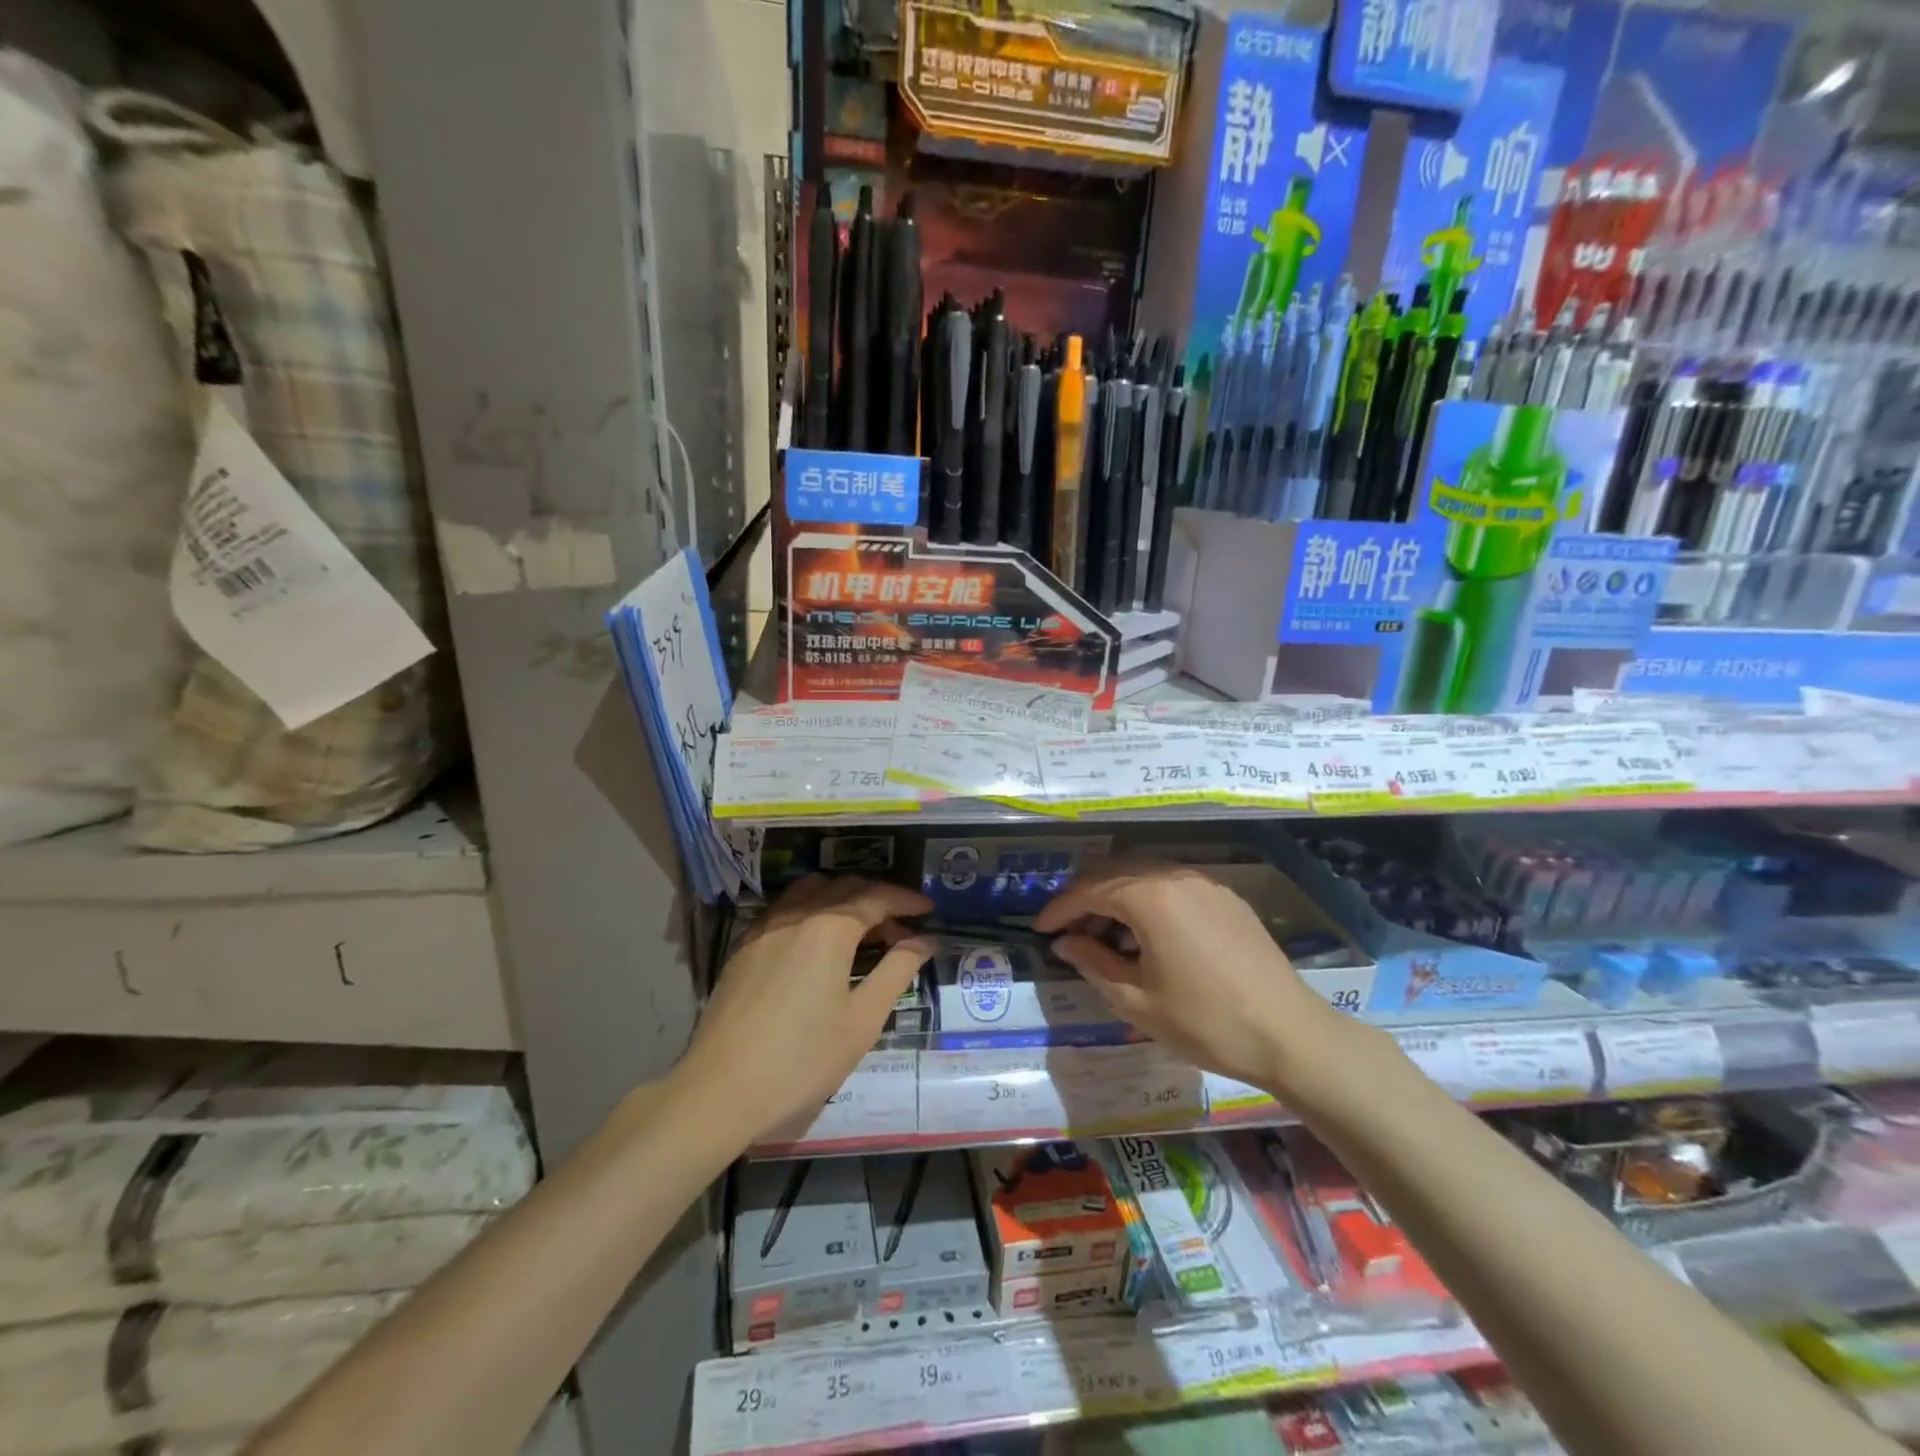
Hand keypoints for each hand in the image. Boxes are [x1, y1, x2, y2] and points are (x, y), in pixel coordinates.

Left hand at [679, 875, 932, 1144]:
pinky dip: (813, 910)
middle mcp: (797, 913)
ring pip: (811, 890)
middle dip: (878, 899)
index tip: (929, 910)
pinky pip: (786, 909)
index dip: (906, 900)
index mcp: (829, 927)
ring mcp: (765, 926)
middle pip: (844, 887)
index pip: (876, 897)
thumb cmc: (802, 1059)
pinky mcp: (744, 945)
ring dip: (843, 898)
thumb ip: (896, 971)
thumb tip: (925, 941)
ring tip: (862, 928)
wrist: (721, 1088)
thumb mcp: (862, 1019)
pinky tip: (818, 942)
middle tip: (902, 928)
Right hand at [1033, 860, 1357, 1096]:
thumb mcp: (1136, 1000)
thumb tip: (1066, 943)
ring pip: (1144, 875)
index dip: (1059, 909)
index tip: (1040, 929)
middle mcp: (1175, 875)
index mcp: (1149, 896)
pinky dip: (1147, 900)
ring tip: (1106, 938)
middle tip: (1069, 933)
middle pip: (1114, 872)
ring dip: (1116, 897)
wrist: (1290, 1034)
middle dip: (1085, 898)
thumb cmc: (1205, 1021)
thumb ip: (1093, 963)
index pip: (1089, 890)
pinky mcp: (1226, 897)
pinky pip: (1172, 885)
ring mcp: (1205, 883)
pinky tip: (1147, 935)